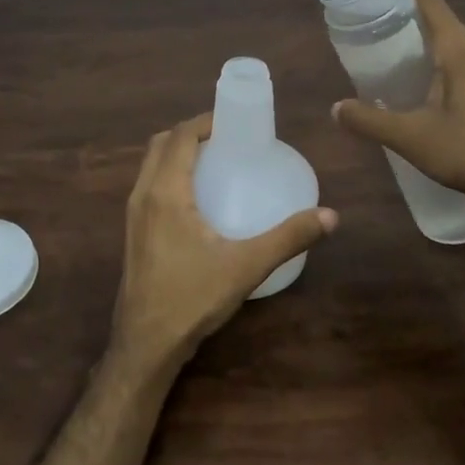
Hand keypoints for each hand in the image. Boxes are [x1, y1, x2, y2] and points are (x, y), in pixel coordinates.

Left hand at [111, 112, 336, 374]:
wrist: (146, 343)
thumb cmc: (191, 299)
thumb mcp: (246, 266)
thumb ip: (288, 238)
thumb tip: (330, 216)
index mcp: (164, 193)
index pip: (180, 137)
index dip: (205, 121)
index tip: (234, 121)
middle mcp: (142, 196)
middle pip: (161, 145)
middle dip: (191, 133)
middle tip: (227, 138)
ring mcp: (133, 215)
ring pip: (151, 166)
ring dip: (177, 153)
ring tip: (215, 161)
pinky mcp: (134, 233)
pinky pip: (149, 186)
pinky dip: (170, 175)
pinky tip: (198, 198)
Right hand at [332, 0, 464, 209]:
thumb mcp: (410, 138)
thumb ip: (369, 120)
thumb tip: (335, 109)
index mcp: (459, 48)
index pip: (428, 0)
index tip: (375, 9)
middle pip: (440, 24)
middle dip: (408, 33)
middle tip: (377, 53)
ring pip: (456, 48)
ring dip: (429, 56)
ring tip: (400, 77)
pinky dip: (448, 72)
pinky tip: (432, 100)